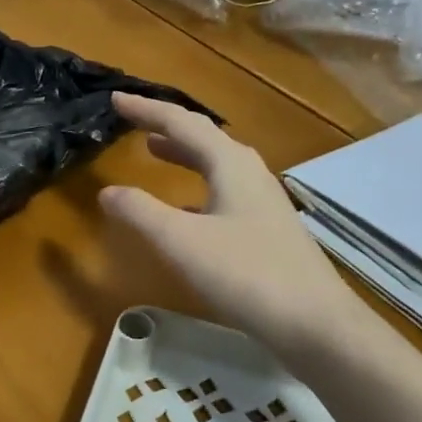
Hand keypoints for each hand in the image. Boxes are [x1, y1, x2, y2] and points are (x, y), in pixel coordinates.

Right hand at [100, 94, 367, 365]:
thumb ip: (140, 212)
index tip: (115, 98)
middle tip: (133, 120)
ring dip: (184, 153)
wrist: (315, 322)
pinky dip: (197, 187)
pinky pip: (225, 190)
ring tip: (154, 150)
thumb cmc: (246, 274)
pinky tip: (186, 209)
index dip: (146, 109)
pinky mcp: (268, 228)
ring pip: (216, 164)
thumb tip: (107, 191)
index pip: (181, 122)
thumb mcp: (181, 242)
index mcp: (230, 163)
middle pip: (203, 137)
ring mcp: (263, 201)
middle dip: (166, 126)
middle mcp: (250, 172)